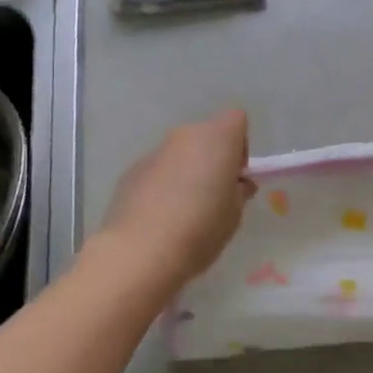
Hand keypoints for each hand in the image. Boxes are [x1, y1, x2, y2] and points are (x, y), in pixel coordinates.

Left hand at [97, 110, 255, 289]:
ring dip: (187, 171)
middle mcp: (185, 136)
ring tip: (185, 211)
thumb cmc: (201, 229)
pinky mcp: (131, 171)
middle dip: (213, 158)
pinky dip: (163, 185)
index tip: (235, 176)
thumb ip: (239, 191)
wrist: (141, 252)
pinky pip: (158, 170)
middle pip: (206, 135)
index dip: (240, 146)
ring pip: (180, 153)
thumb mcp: (235, 214)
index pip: (236, 120)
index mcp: (217, 139)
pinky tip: (161, 217)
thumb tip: (236, 184)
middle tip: (214, 195)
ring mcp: (154, 152)